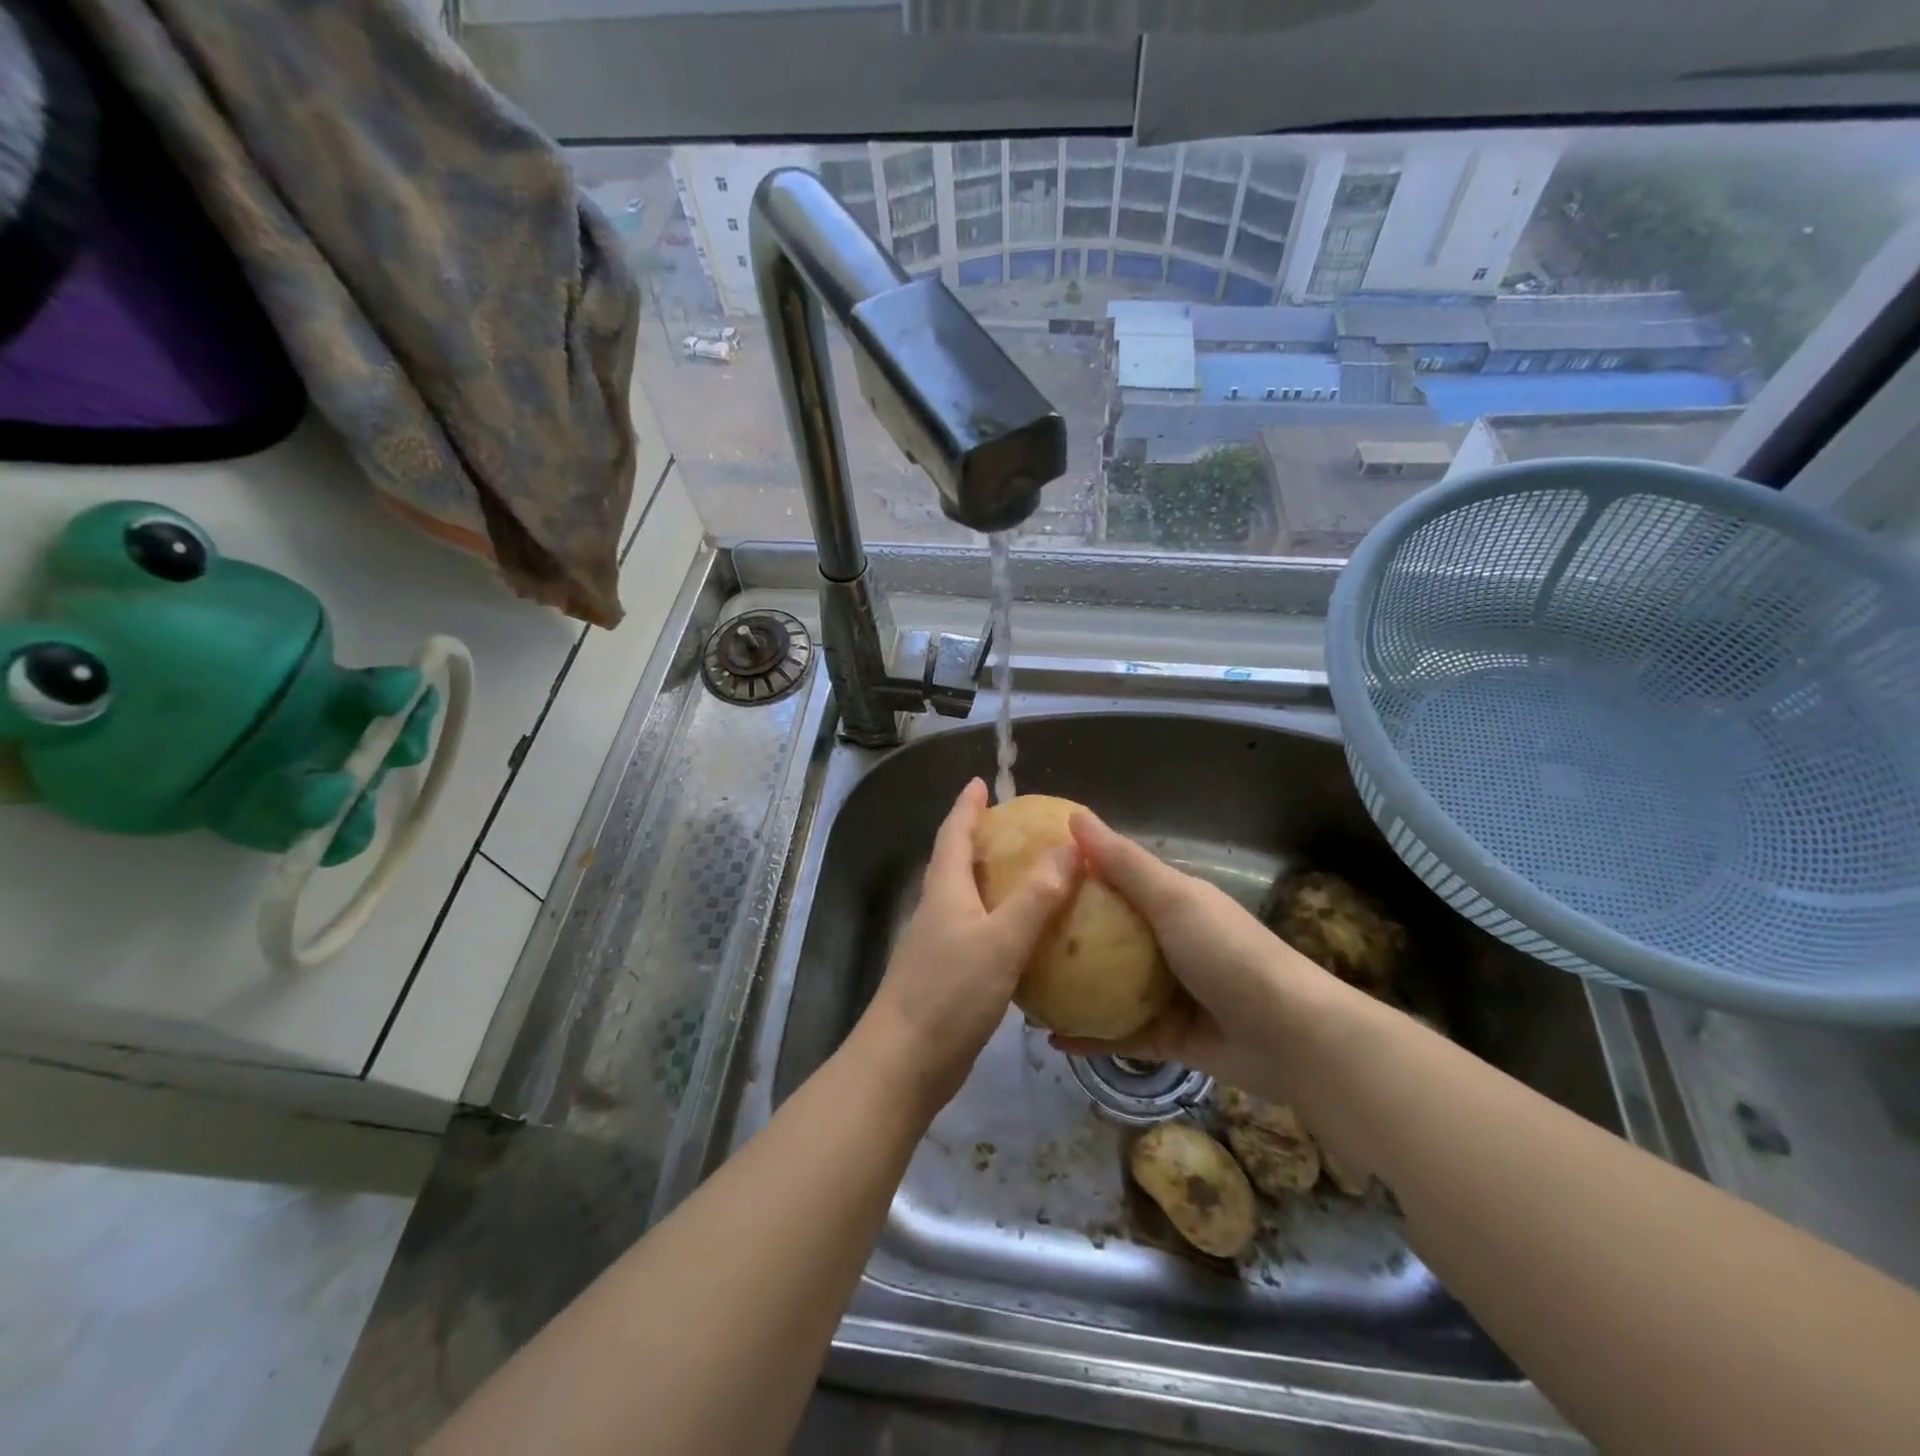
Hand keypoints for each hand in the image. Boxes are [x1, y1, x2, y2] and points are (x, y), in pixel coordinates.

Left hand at [852, 779, 1078, 1113]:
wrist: (904, 1062)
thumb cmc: (950, 992)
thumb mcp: (1001, 939)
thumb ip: (1037, 896)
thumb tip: (1071, 847)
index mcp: (945, 890)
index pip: (954, 833)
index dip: (967, 806)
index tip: (980, 782)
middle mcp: (937, 910)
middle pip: (956, 862)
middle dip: (980, 838)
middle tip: (1016, 826)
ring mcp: (939, 945)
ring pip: (966, 898)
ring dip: (991, 880)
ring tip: (1029, 874)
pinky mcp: (947, 977)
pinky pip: (977, 933)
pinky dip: (999, 921)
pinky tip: (1026, 937)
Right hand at [1050, 811, 1349, 1102]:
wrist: (1291, 1037)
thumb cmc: (1228, 953)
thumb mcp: (1173, 899)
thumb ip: (1123, 863)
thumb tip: (1074, 815)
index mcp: (1168, 903)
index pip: (1113, 878)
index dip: (1074, 871)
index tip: (1025, 868)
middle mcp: (1163, 943)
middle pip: (1103, 933)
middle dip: (1063, 934)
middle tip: (1012, 933)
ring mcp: (1164, 993)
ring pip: (1105, 986)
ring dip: (1070, 987)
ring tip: (1022, 985)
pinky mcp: (1165, 1037)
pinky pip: (1116, 1034)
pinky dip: (1087, 1036)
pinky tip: (1049, 1038)